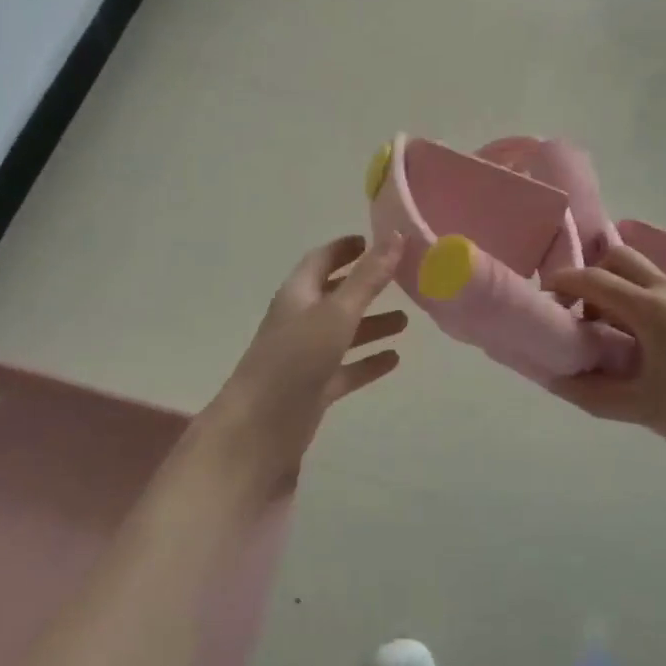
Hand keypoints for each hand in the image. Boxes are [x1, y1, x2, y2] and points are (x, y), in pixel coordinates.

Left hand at [200, 234, 406, 488]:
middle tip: (400, 278)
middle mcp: (300, 321)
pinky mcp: (313, 389)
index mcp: (297, 295)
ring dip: (371, 325)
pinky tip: (393, 360)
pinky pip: (346, 369)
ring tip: (406, 321)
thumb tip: (397, 235)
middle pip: (334, 296)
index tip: (373, 240)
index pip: (321, 260)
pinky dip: (368, 362)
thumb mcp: (336, 313)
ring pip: (343, 333)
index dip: (344, 249)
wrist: (258, 430)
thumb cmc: (295, 360)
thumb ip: (368, 278)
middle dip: (364, 286)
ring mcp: (306, 357)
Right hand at [547, 248, 665, 466]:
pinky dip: (654, 308)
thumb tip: (556, 381)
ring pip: (650, 277)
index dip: (563, 282)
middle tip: (585, 314)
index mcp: (650, 309)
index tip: (547, 298)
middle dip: (594, 276)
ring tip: (624, 341)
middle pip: (621, 258)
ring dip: (625, 295)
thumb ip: (595, 395)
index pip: (593, 279)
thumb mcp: (647, 410)